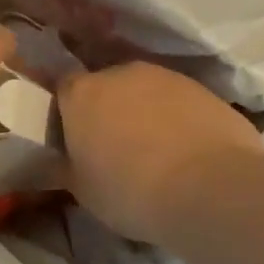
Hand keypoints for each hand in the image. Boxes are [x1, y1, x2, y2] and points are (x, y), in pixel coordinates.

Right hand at [58, 62, 263, 243]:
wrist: (210, 187)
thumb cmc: (130, 190)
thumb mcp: (82, 190)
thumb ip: (63, 168)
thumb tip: (53, 163)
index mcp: (82, 94)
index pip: (63, 89)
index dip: (66, 114)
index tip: (73, 142)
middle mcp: (121, 73)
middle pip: (106, 86)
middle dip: (107, 111)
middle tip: (113, 148)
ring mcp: (166, 77)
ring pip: (145, 92)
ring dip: (143, 113)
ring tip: (154, 152)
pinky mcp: (203, 88)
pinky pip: (178, 102)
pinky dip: (176, 119)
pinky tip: (185, 151)